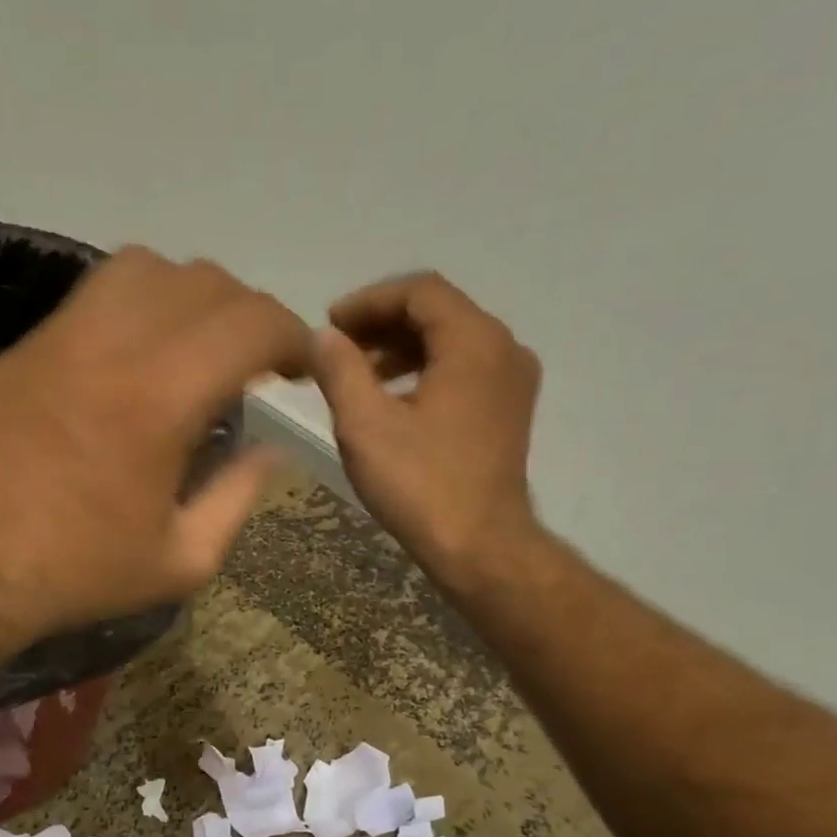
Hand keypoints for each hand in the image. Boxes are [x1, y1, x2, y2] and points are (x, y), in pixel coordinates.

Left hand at [0, 247, 310, 641]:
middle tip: (251, 366)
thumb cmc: (76, 575)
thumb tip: (271, 452)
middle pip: (202, 281)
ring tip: (190, 350)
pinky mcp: (21, 349)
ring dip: (187, 298)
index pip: (250, 323)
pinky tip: (130, 363)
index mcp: (161, 398)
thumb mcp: (179, 561)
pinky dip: (132, 310)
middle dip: (246, 315)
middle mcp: (112, 344)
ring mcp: (58, 338)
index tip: (298, 369)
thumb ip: (236, 498)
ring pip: (142, 269)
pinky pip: (91, 297)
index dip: (291, 337)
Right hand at [315, 272, 544, 584]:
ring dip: (401, 349)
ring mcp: (512, 381)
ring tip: (358, 375)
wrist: (478, 544)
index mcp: (473, 341)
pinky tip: (392, 400)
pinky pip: (464, 370)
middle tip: (338, 349)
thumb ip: (340, 370)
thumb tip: (323, 337)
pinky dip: (425, 372)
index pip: (420, 292)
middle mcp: (503, 348)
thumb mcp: (365, 424)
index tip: (329, 324)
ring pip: (451, 342)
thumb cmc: (419, 483)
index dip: (369, 301)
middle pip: (438, 313)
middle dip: (383, 324)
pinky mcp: (508, 410)